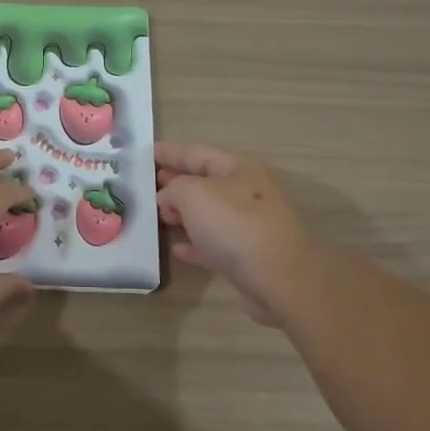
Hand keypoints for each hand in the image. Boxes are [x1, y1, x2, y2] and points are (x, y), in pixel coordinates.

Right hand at [155, 143, 324, 327]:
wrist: (281, 278)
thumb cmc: (235, 225)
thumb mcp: (193, 194)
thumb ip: (174, 188)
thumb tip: (168, 197)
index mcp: (238, 168)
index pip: (197, 153)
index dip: (171, 152)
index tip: (148, 152)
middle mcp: (247, 192)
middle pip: (205, 181)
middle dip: (177, 181)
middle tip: (150, 184)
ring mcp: (251, 225)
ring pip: (210, 213)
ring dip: (184, 213)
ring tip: (160, 216)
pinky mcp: (250, 256)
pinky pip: (215, 243)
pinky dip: (196, 243)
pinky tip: (178, 249)